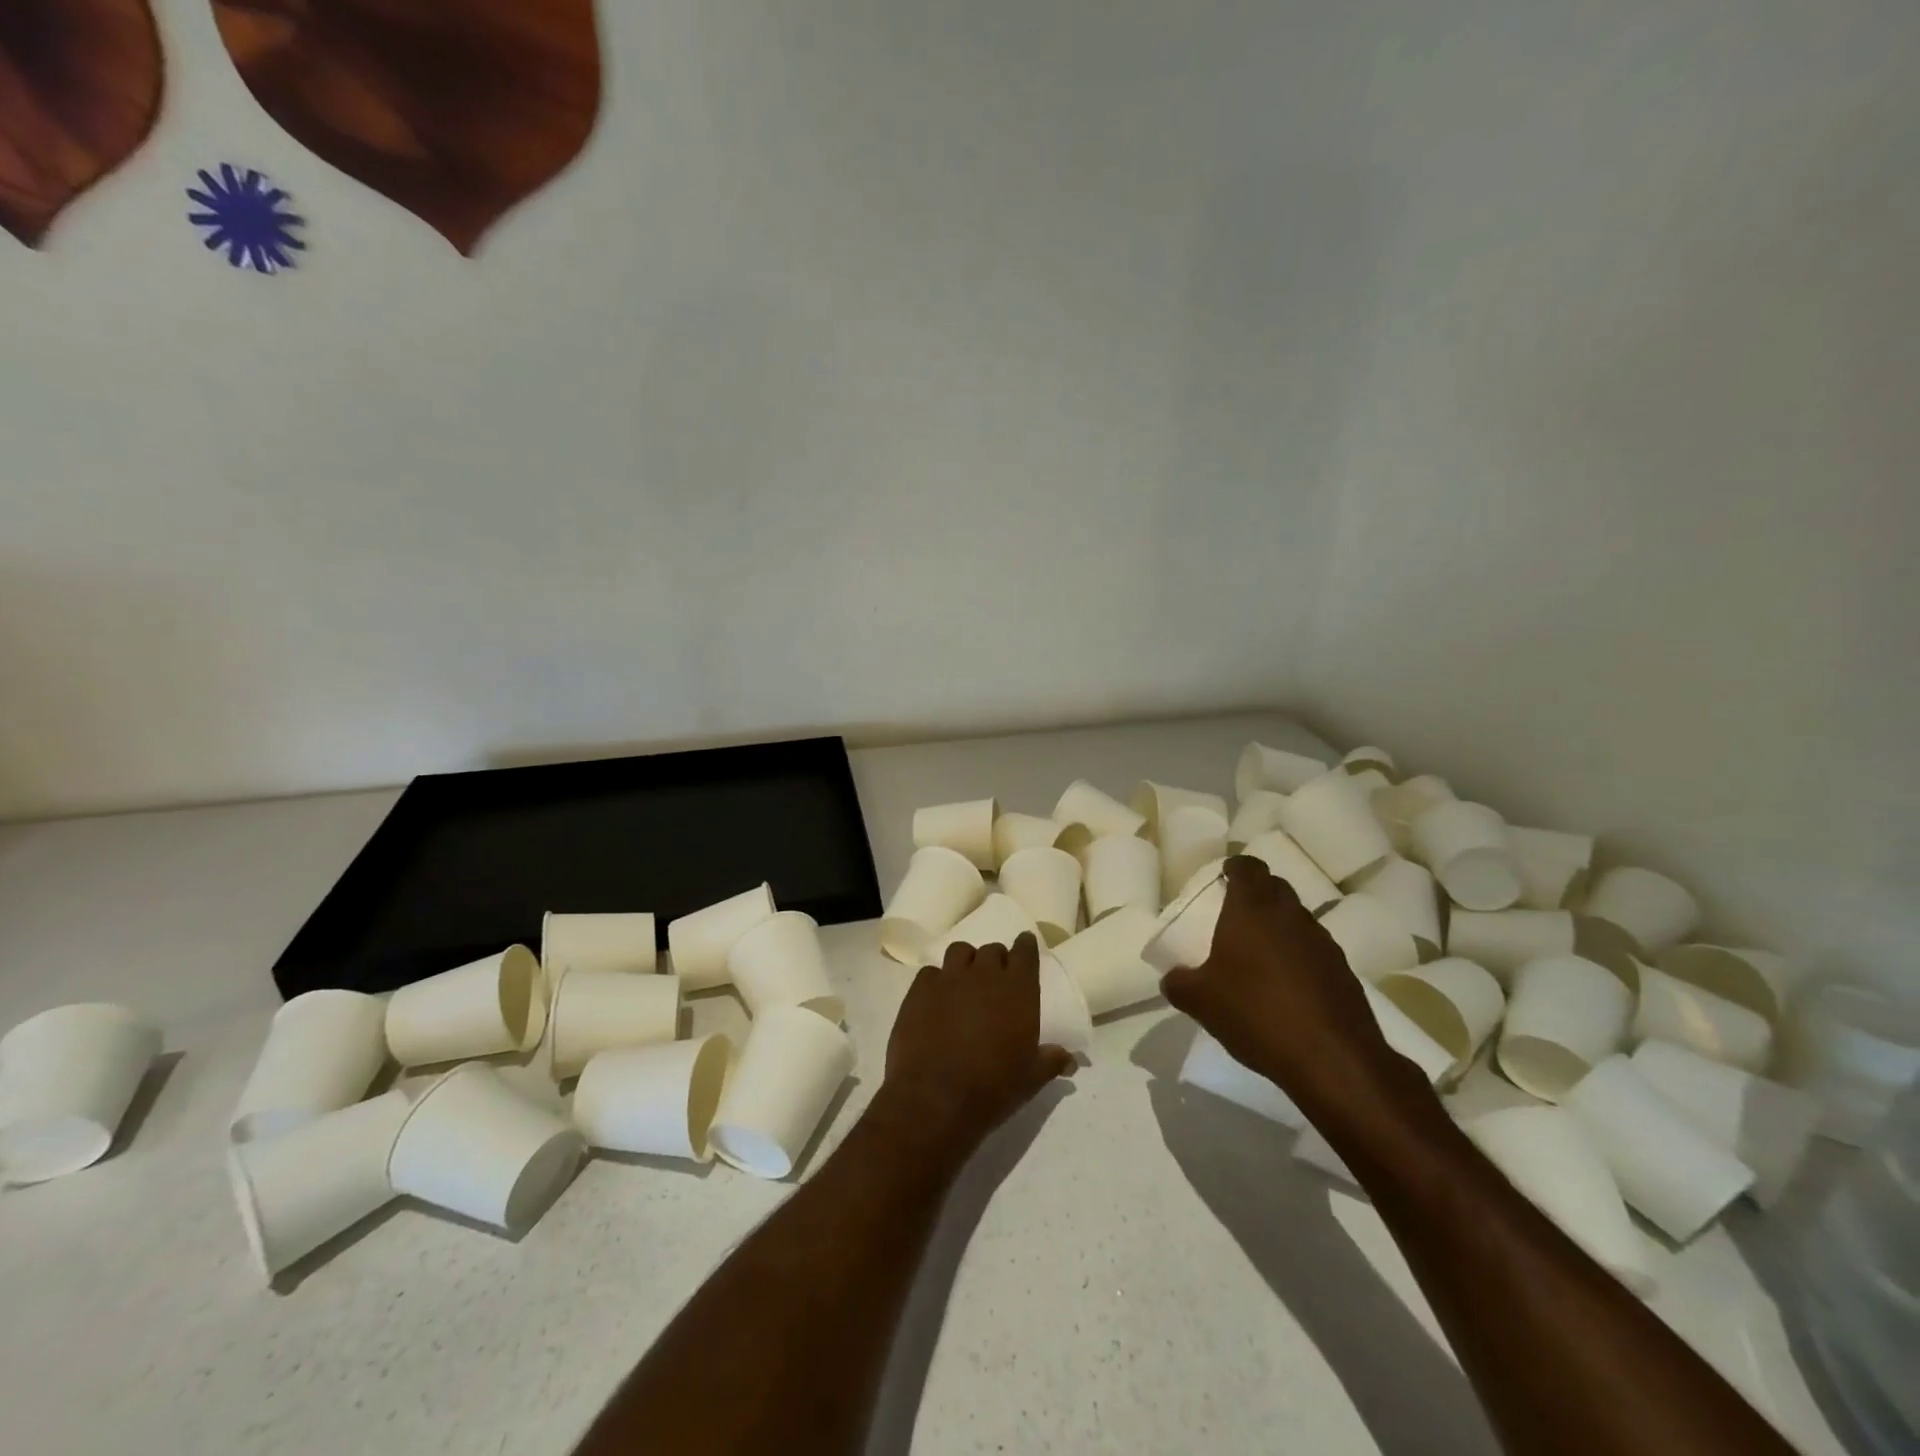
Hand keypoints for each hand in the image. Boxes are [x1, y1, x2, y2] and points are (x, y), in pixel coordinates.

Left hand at [871, 932, 1073, 1164]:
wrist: (936, 1098)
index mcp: (1017, 989)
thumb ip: (1051, 1061)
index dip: (1026, 946)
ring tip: (965, 982)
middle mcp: (984, 974)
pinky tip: (936, 1000)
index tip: (1025, 947)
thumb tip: (1069, 1058)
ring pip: (960, 951)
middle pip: (992, 950)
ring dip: (966, 962)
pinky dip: (937, 981)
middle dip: (996, 960)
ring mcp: (949, 978)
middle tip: (996, 979)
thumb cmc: (993, 1087)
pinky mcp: (919, 990)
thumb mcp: (1031, 1078)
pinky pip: (930, 973)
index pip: (1025, 951)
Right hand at [1160, 855, 1413, 1121]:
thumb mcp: (1200, 1001)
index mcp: (1253, 908)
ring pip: (1297, 919)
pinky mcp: (1343, 972)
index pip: (1249, 867)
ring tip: (1258, 954)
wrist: (1332, 1059)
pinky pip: (1314, 951)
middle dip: (1257, 894)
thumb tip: (1172, 977)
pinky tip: (1285, 986)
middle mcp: (1291, 915)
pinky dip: (1298, 957)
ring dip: (1279, 928)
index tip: (1224, 875)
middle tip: (1234, 914)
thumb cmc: (1256, 1012)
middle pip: (1275, 888)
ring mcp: (1323, 942)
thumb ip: (1179, 983)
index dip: (1236, 867)